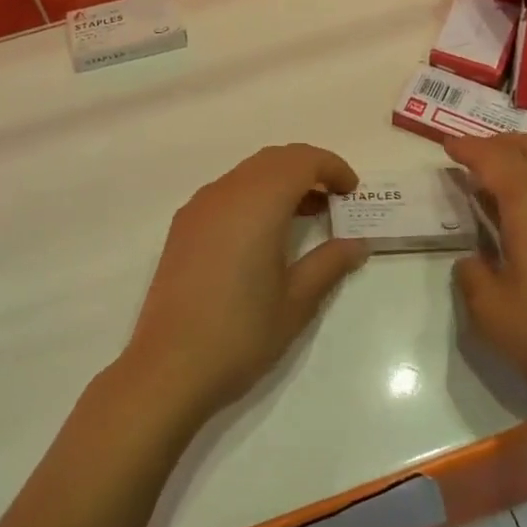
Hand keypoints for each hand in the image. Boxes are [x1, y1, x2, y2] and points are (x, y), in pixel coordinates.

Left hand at [119, 144, 368, 420]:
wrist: (169, 367)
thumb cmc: (241, 333)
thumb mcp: (296, 302)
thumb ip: (329, 263)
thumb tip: (357, 243)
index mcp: (257, 203)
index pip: (302, 160)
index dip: (332, 167)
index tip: (352, 192)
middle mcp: (225, 193)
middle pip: (274, 159)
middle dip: (309, 170)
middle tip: (335, 201)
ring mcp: (199, 207)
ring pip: (248, 173)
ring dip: (281, 182)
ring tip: (307, 217)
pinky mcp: (183, 226)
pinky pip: (227, 192)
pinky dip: (254, 196)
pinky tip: (265, 234)